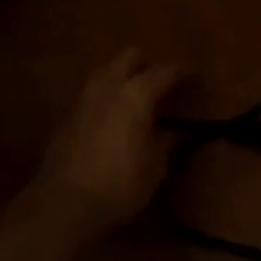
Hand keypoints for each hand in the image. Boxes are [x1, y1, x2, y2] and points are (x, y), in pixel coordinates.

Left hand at [31, 50, 184, 233]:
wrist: (64, 203)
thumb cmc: (120, 184)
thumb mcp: (155, 167)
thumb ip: (167, 142)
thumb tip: (176, 132)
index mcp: (136, 94)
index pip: (165, 71)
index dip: (183, 71)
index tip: (195, 76)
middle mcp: (108, 87)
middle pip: (129, 56)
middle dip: (147, 63)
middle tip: (161, 82)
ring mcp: (83, 100)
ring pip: (105, 71)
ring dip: (122, 77)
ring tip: (136, 99)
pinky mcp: (66, 117)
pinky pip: (91, 95)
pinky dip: (106, 99)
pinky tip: (112, 121)